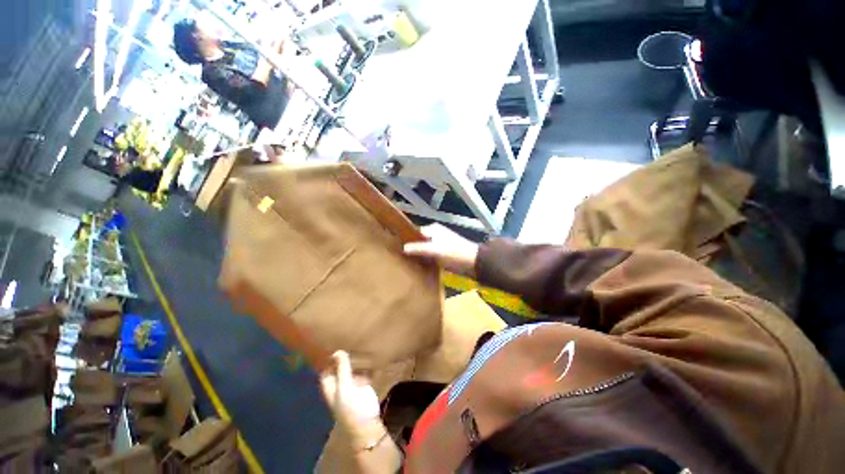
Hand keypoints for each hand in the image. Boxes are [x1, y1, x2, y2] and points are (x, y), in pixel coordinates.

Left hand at [319, 351, 381, 442]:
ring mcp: (352, 384)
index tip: (333, 344)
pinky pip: (362, 371)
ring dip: (353, 359)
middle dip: (342, 356)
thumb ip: (342, 369)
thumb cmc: (352, 408)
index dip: (327, 359)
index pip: (325, 370)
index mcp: (330, 386)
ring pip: (350, 369)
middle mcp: (340, 384)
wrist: (368, 424)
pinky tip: (368, 354)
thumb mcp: (345, 387)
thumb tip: (337, 351)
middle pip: (338, 368)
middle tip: (348, 339)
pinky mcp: (363, 385)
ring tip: (359, 343)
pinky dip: (364, 364)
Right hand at [403, 224, 479, 275]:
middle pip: (419, 241)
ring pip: (424, 249)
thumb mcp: (435, 250)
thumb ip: (419, 248)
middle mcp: (435, 234)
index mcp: (433, 229)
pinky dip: (425, 260)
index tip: (396, 248)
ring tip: (406, 263)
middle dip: (411, 248)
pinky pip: (430, 255)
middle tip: (400, 258)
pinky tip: (418, 267)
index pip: (415, 232)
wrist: (474, 263)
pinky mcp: (443, 254)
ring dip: (418, 255)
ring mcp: (439, 244)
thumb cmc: (454, 253)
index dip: (406, 239)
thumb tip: (403, 248)